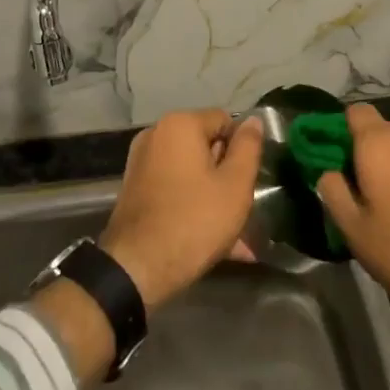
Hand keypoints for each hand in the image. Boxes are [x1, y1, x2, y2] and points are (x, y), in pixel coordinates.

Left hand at [99, 109, 260, 310]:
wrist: (136, 269)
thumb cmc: (194, 220)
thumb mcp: (235, 184)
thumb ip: (248, 147)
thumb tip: (253, 121)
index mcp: (180, 125)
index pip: (225, 121)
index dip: (242, 149)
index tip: (249, 180)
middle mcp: (156, 135)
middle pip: (206, 147)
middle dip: (228, 176)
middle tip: (242, 210)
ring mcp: (142, 164)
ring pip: (192, 174)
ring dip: (214, 197)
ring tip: (236, 238)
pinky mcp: (135, 190)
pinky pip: (175, 190)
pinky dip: (193, 206)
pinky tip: (216, 243)